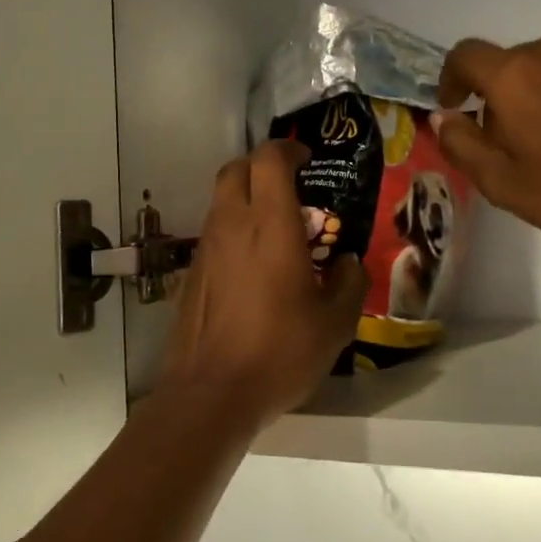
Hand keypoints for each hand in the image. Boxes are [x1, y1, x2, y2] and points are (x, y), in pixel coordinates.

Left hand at [155, 141, 366, 435]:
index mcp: (270, 225)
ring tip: (275, 230)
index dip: (288, 149)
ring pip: (220, 199)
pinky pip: (213, 232)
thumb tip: (348, 264)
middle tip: (289, 187)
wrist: (211, 393)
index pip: (269, 159)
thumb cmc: (280, 352)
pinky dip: (233, 230)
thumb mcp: (334, 324)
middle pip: (236, 168)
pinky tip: (252, 267)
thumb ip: (349, 283)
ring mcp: (205, 247)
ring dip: (245, 198)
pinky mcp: (191, 272)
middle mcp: (232, 225)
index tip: (307, 160)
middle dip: (262, 166)